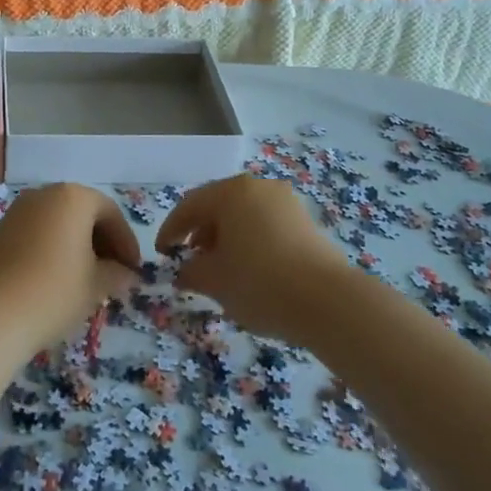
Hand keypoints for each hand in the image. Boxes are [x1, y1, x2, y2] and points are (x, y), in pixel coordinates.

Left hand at [0, 184, 140, 349]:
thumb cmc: (54, 291)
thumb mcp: (96, 285)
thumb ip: (117, 274)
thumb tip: (126, 275)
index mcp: (73, 197)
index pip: (110, 213)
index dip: (126, 242)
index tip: (134, 270)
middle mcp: (44, 194)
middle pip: (83, 213)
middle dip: (103, 242)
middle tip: (115, 274)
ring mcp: (19, 211)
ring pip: (59, 223)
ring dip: (78, 246)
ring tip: (88, 279)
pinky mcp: (1, 231)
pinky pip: (38, 233)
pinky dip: (55, 248)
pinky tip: (59, 279)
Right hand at [156, 174, 348, 345]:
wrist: (328, 302)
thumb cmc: (259, 283)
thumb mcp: (214, 280)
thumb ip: (190, 271)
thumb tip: (184, 271)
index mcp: (231, 192)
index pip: (189, 206)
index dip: (170, 231)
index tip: (161, 254)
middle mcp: (258, 188)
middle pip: (218, 206)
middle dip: (199, 233)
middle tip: (189, 260)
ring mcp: (285, 203)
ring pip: (243, 216)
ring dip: (225, 238)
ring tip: (220, 269)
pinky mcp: (306, 222)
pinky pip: (265, 225)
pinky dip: (250, 242)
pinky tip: (249, 270)